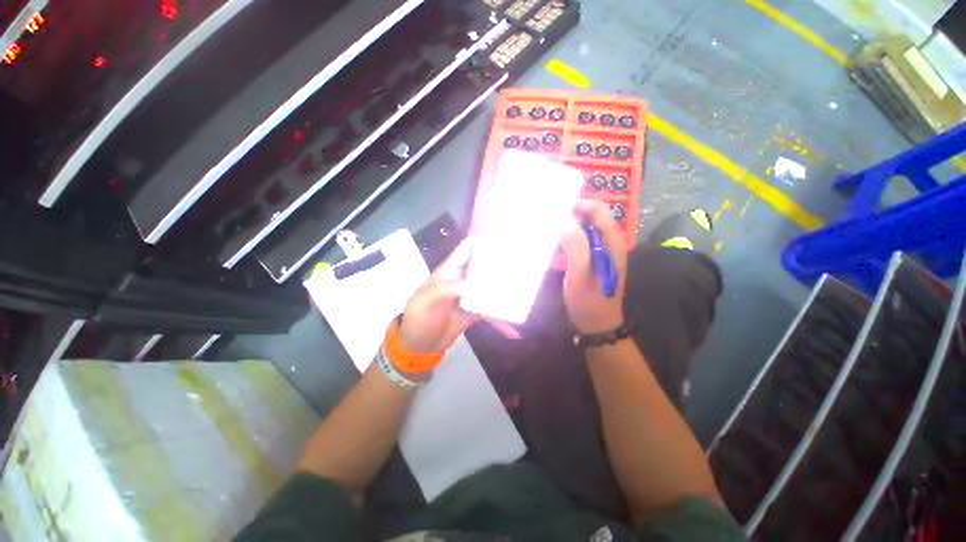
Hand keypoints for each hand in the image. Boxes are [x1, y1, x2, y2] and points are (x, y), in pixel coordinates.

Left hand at [400, 238, 519, 353]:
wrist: (419, 345)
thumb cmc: (418, 319)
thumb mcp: (426, 302)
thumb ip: (446, 290)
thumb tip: (473, 284)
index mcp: (448, 272)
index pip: (465, 250)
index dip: (480, 240)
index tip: (501, 233)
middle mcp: (461, 281)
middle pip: (482, 268)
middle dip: (500, 265)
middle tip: (523, 261)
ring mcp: (469, 297)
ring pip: (490, 290)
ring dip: (505, 293)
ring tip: (525, 294)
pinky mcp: (474, 312)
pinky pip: (490, 313)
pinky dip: (500, 321)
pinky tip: (514, 332)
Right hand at [560, 200, 627, 333]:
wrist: (597, 325)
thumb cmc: (589, 300)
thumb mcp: (580, 274)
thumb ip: (576, 245)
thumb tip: (564, 218)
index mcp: (611, 242)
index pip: (598, 209)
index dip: (578, 204)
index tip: (555, 210)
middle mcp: (608, 242)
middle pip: (590, 217)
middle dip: (570, 214)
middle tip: (547, 219)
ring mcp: (601, 252)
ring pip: (584, 229)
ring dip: (567, 226)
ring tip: (547, 229)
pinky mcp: (592, 260)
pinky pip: (580, 241)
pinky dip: (567, 238)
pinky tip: (553, 244)